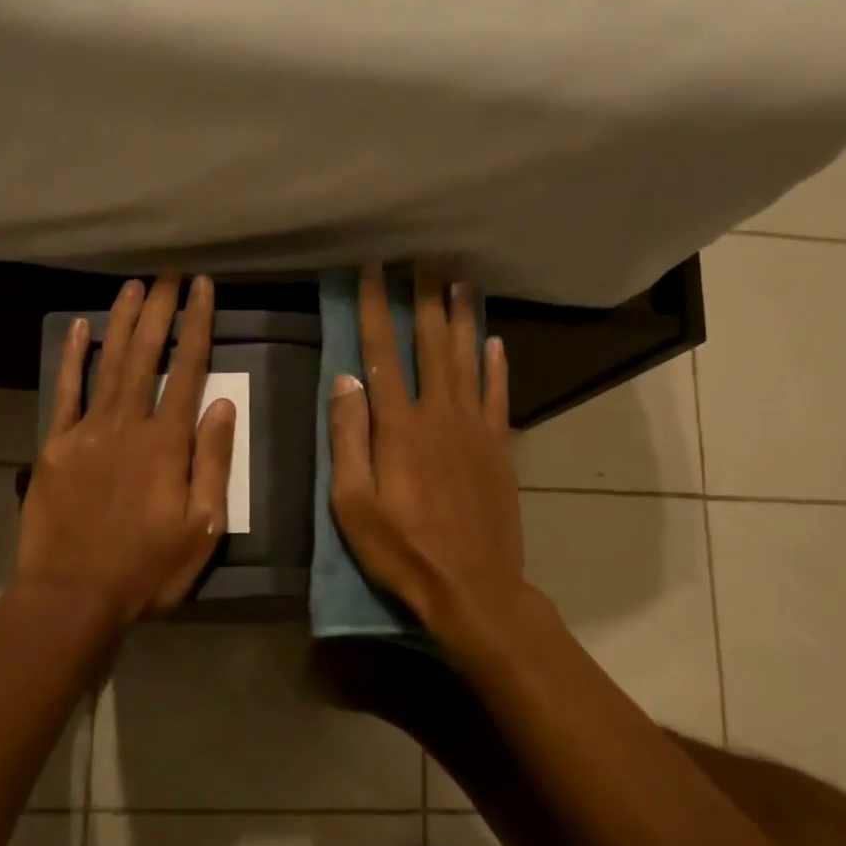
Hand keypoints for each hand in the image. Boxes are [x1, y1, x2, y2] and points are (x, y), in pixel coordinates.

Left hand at [18, 274, 237, 627]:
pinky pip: (66, 393)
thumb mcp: (203, 526)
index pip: (188, 371)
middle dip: (161, 310)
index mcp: (167, 444)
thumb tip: (222, 406)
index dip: (197, 326)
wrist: (74, 594)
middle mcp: (128, 425)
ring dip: (122, 322)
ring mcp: (87, 432)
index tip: (204, 289)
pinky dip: (72, 359)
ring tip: (134, 286)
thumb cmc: (148, 568)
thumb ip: (213, 462)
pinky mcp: (56, 446)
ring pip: (109, 364)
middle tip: (170, 273)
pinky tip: (79, 329)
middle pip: (147, 355)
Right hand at [328, 264, 528, 638]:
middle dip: (424, 299)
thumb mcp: (352, 503)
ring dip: (464, 319)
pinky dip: (498, 366)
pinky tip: (497, 342)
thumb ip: (348, 439)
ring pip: (470, 360)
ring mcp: (476, 429)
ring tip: (460, 282)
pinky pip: (499, 395)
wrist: (472, 586)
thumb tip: (345, 380)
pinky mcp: (500, 448)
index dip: (375, 309)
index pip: (381, 354)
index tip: (371, 270)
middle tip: (423, 259)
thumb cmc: (401, 550)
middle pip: (432, 344)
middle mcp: (440, 414)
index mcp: (398, 427)